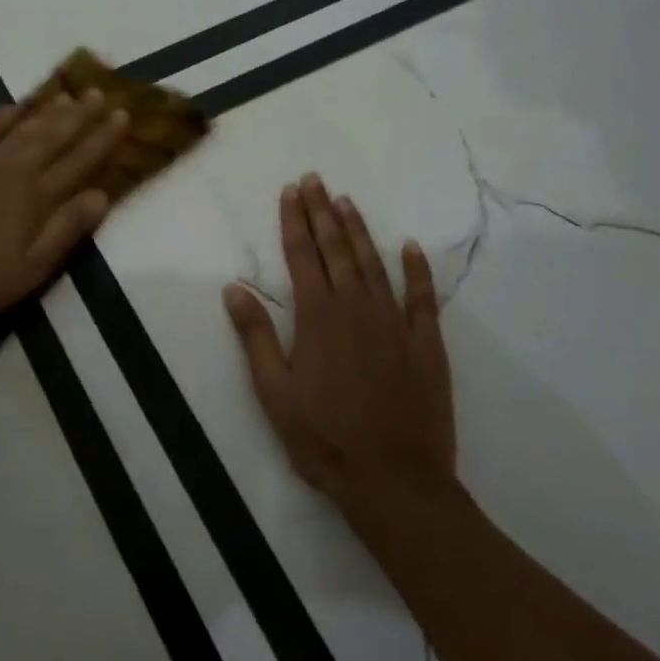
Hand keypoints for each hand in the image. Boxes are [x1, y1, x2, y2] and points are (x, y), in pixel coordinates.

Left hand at [0, 91, 128, 324]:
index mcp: (36, 199)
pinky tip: (12, 106)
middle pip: (53, 138)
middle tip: (99, 93)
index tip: (122, 115)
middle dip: (80, 116)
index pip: (78, 162)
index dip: (102, 139)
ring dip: (46, 112)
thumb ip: (66, 230)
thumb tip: (101, 195)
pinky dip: (0, 118)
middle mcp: (13, 172)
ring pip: (21, 130)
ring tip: (67, 95)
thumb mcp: (32, 269)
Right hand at [223, 174, 456, 514]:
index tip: (291, 191)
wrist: (394, 480)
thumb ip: (255, 336)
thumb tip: (233, 289)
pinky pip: (422, 297)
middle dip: (323, 212)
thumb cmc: (323, 438)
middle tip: (315, 179)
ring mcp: (395, 323)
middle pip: (336, 249)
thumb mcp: (274, 392)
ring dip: (359, 230)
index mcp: (317, 318)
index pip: (302, 256)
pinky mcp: (425, 344)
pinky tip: (410, 247)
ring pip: (374, 264)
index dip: (294, 221)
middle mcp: (356, 308)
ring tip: (347, 201)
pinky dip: (416, 269)